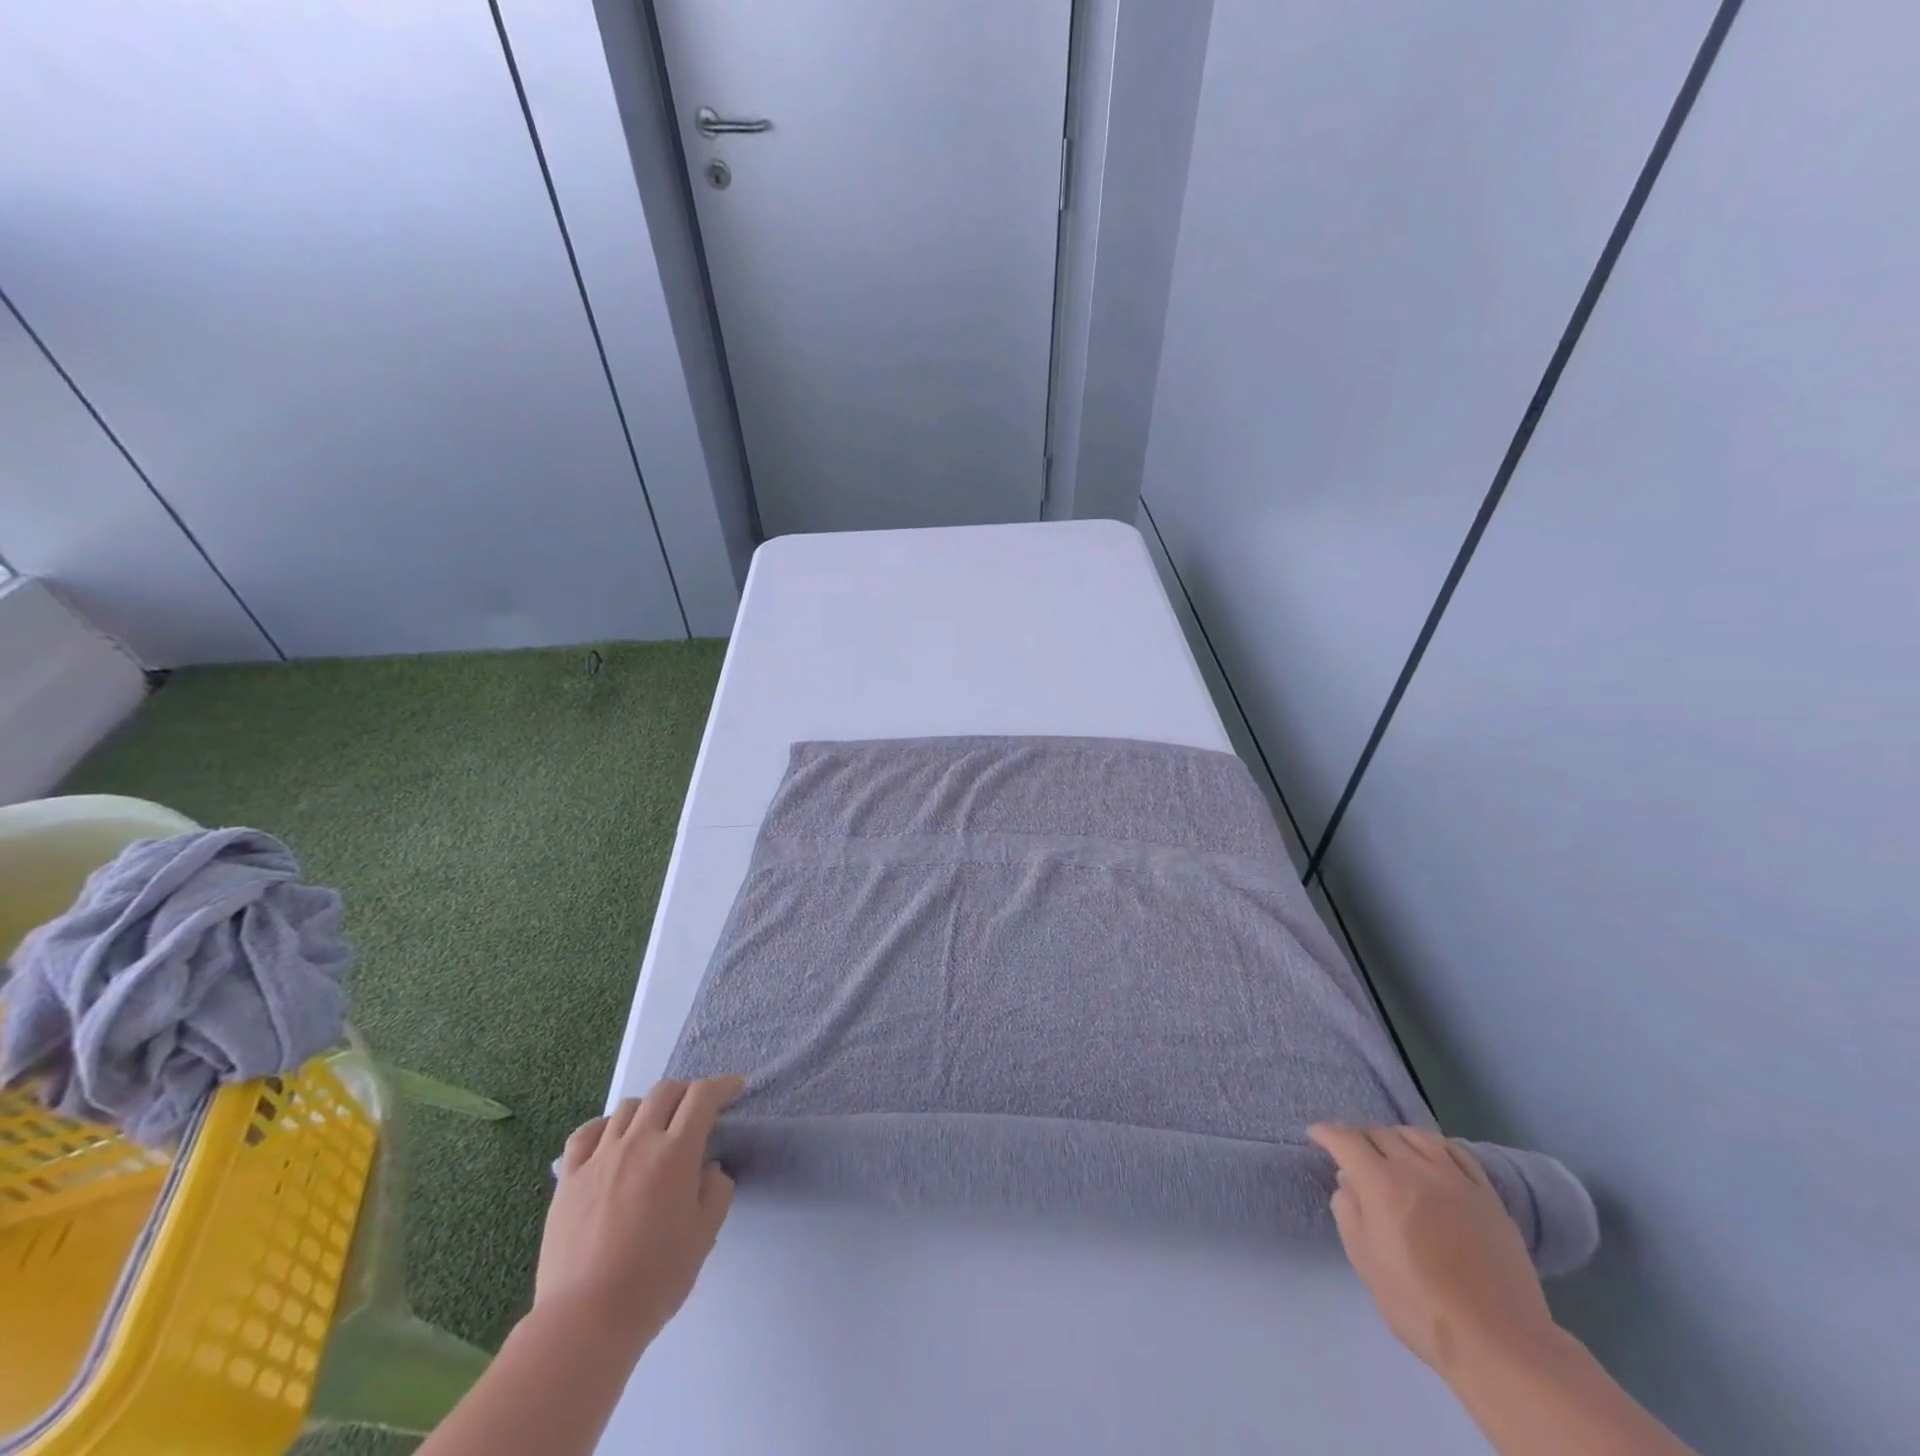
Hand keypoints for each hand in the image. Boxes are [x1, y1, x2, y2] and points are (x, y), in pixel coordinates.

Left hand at [533, 1076, 743, 1359]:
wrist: (585, 1320)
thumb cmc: (655, 1279)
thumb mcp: (705, 1235)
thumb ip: (716, 1189)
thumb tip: (709, 1168)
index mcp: (676, 1153)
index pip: (702, 1097)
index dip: (722, 1086)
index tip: (734, 1088)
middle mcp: (638, 1142)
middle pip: (665, 1092)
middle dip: (687, 1092)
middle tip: (697, 1109)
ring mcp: (599, 1157)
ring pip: (628, 1108)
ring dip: (650, 1108)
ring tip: (656, 1128)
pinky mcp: (568, 1179)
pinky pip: (586, 1134)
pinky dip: (605, 1126)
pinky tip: (611, 1139)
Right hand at [1308, 1123, 1556, 1379]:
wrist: (1498, 1342)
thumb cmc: (1420, 1306)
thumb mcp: (1365, 1262)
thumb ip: (1348, 1212)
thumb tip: (1348, 1182)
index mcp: (1381, 1183)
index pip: (1346, 1139)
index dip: (1326, 1133)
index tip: (1315, 1135)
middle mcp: (1416, 1169)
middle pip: (1380, 1133)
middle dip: (1359, 1138)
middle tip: (1352, 1154)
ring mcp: (1456, 1179)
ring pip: (1417, 1136)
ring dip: (1396, 1137)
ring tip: (1391, 1152)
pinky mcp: (1487, 1195)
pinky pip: (1457, 1152)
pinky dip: (1435, 1146)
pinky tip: (1432, 1158)